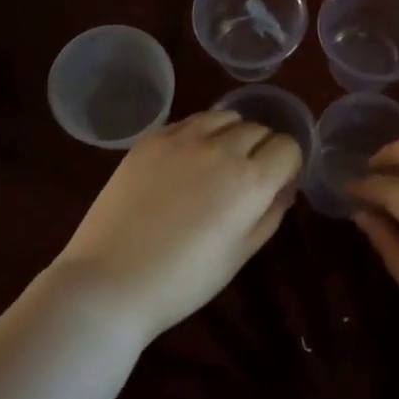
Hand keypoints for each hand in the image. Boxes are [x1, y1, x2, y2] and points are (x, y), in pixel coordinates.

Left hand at [49, 110, 303, 340]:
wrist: (111, 281)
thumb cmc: (184, 281)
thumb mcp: (240, 255)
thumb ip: (269, 214)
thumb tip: (283, 188)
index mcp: (250, 180)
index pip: (288, 147)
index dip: (287, 165)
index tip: (277, 183)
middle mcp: (221, 148)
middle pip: (259, 129)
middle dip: (263, 149)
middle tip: (247, 178)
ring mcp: (182, 139)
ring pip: (225, 117)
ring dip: (232, 134)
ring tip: (219, 161)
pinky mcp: (150, 139)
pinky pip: (189, 121)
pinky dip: (200, 133)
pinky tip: (187, 160)